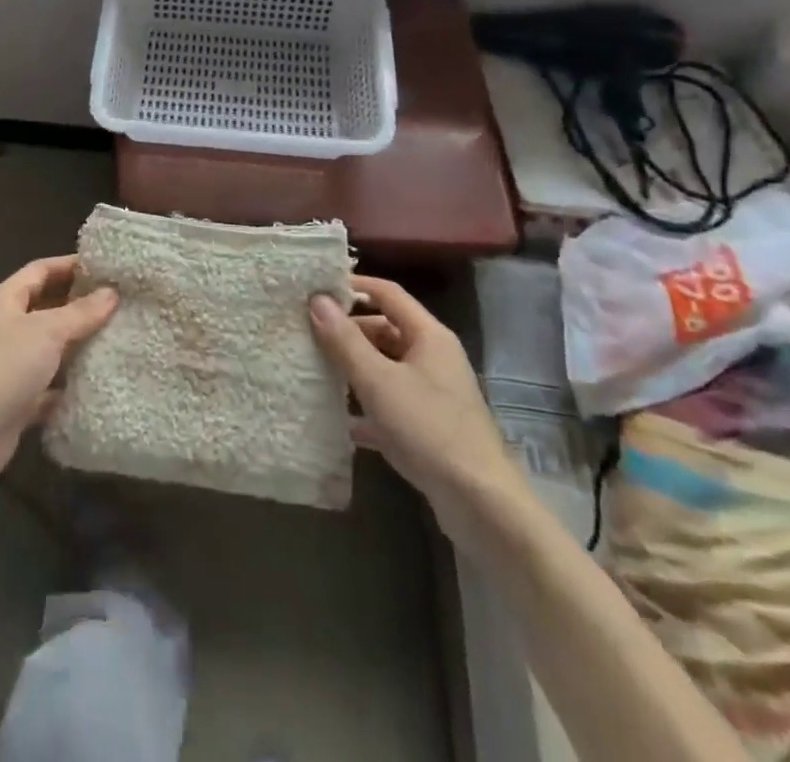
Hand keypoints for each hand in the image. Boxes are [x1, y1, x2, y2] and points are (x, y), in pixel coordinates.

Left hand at [0, 256, 117, 477]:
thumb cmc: (6, 367)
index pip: (39, 270)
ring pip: (49, 344)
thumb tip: (112, 293)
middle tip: (115, 301)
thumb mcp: (47, 331)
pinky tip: (98, 377)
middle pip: (45, 305)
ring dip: (77, 341)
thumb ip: (81, 312)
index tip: (103, 267)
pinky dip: (69, 379)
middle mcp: (5, 327)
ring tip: (114, 334)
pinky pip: (49, 381)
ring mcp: (10, 363)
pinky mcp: (17, 397)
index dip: (69, 265)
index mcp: (4, 300)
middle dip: (78, 303)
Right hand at [310, 276, 526, 552]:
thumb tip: (317, 299)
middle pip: (385, 330)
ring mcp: (433, 393)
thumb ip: (345, 340)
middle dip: (348, 331)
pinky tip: (339, 420)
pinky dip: (366, 405)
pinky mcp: (429, 426)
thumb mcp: (378, 382)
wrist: (480, 505)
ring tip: (316, 370)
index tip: (317, 288)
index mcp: (429, 336)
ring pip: (386, 367)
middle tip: (309, 334)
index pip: (388, 293)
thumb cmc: (429, 429)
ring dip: (354, 368)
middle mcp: (433, 357)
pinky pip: (390, 402)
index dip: (354, 285)